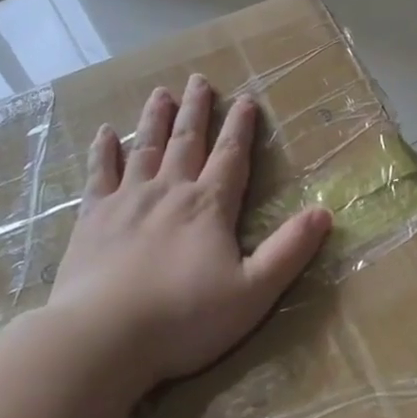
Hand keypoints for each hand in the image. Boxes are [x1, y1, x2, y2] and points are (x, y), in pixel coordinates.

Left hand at [50, 76, 332, 394]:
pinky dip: (103, 151)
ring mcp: (126, 201)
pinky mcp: (92, 218)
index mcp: (209, 206)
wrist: (102, 337)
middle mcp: (169, 191)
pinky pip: (99, 174)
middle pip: (186, 141)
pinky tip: (105, 133)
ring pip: (145, 147)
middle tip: (198, 80)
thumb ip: (289, 251)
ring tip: (161, 92)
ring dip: (155, 118)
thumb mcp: (253, 292)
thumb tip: (324, 212)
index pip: (231, 156)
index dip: (240, 127)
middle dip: (196, 110)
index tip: (246, 100)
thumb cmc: (184, 318)